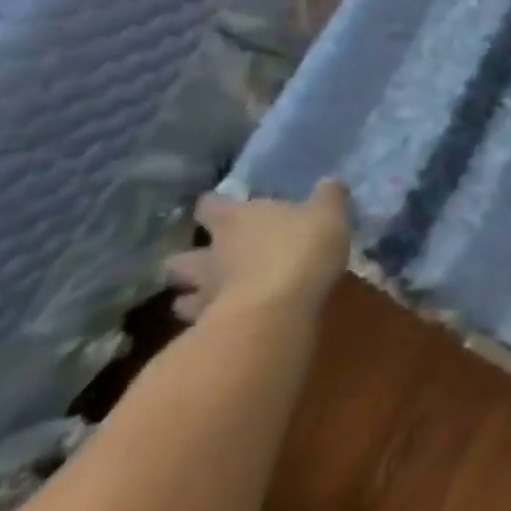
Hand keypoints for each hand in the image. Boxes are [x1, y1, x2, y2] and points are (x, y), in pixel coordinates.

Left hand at [163, 178, 352, 323]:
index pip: (209, 205)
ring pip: (183, 296)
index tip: (220, 206)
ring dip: (191, 296)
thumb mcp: (328, 213)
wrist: (277, 310)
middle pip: (181, 256)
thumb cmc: (301, 248)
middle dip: (188, 258)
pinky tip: (226, 324)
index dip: (214, 205)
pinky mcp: (210, 329)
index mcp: (235, 219)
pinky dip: (208, 324)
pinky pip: (200, 325)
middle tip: (206, 259)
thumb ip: (328, 196)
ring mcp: (207, 294)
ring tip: (206, 297)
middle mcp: (212, 254)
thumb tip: (330, 181)